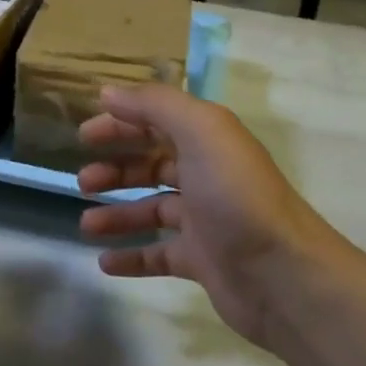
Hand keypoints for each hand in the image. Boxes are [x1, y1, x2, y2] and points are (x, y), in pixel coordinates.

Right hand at [77, 84, 341, 349]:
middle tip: (83, 180)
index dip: (122, 122)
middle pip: (153, 163)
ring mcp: (205, 218)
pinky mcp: (202, 259)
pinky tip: (105, 262)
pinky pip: (159, 254)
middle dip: (117, 167)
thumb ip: (155, 105)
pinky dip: (133, 255)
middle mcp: (206, 172)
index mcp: (207, 137)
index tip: (84, 134)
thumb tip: (109, 91)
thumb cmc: (236, 195)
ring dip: (117, 213)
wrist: (283, 274)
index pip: (158, 119)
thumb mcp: (200, 131)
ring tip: (86, 224)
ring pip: (152, 208)